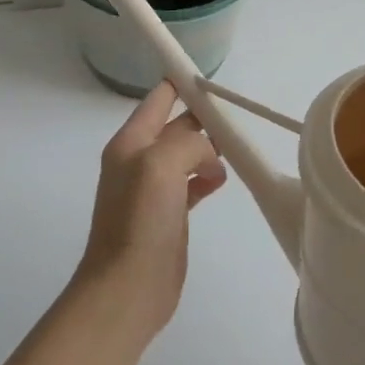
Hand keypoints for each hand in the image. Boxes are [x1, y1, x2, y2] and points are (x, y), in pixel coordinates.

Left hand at [74, 82, 227, 331]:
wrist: (128, 286)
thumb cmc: (140, 221)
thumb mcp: (161, 164)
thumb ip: (188, 142)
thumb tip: (209, 154)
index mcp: (130, 143)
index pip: (157, 100)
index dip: (182, 84)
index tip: (213, 78)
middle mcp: (139, 161)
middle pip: (176, 127)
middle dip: (203, 118)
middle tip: (235, 116)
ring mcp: (153, 190)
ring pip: (186, 155)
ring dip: (208, 148)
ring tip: (234, 148)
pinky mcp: (168, 215)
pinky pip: (191, 184)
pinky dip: (208, 177)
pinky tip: (222, 180)